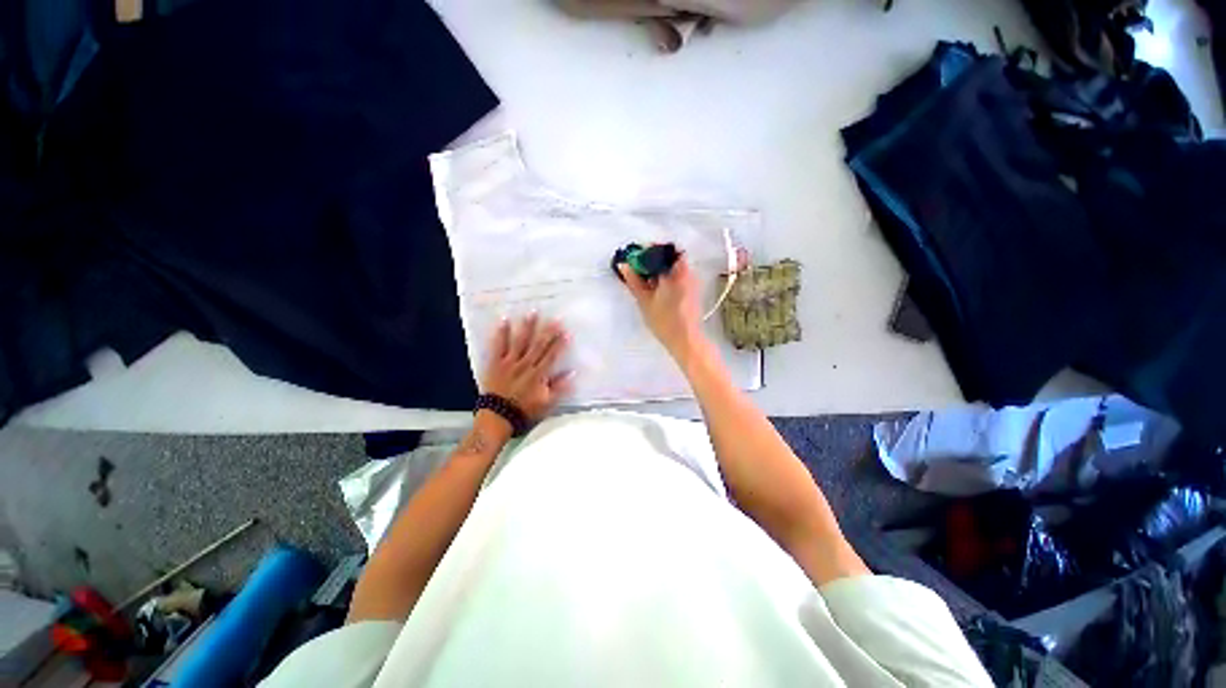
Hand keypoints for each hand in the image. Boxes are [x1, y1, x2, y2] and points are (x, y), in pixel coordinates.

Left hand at [481, 314, 572, 420]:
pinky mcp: (496, 363)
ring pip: (520, 341)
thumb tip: (573, 373)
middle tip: (554, 317)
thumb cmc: (524, 410)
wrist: (498, 416)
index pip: (552, 355)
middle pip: (539, 345)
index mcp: (538, 374)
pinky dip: (501, 333)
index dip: (559, 343)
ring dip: (527, 327)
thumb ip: (559, 387)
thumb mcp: (546, 403)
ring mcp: (510, 362)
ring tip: (532, 312)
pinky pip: (498, 346)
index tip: (566, 331)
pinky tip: (504, 321)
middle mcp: (526, 365)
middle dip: (548, 331)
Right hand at [619, 254, 706, 358]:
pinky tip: (656, 290)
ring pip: (673, 268)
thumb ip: (633, 281)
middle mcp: (688, 272)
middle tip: (638, 269)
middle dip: (653, 261)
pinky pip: (678, 277)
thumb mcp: (644, 300)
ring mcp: (692, 282)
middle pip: (669, 257)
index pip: (664, 250)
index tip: (637, 258)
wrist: (685, 340)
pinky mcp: (692, 291)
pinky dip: (666, 279)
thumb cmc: (665, 321)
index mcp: (677, 271)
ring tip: (645, 281)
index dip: (649, 251)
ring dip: (659, 271)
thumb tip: (623, 265)